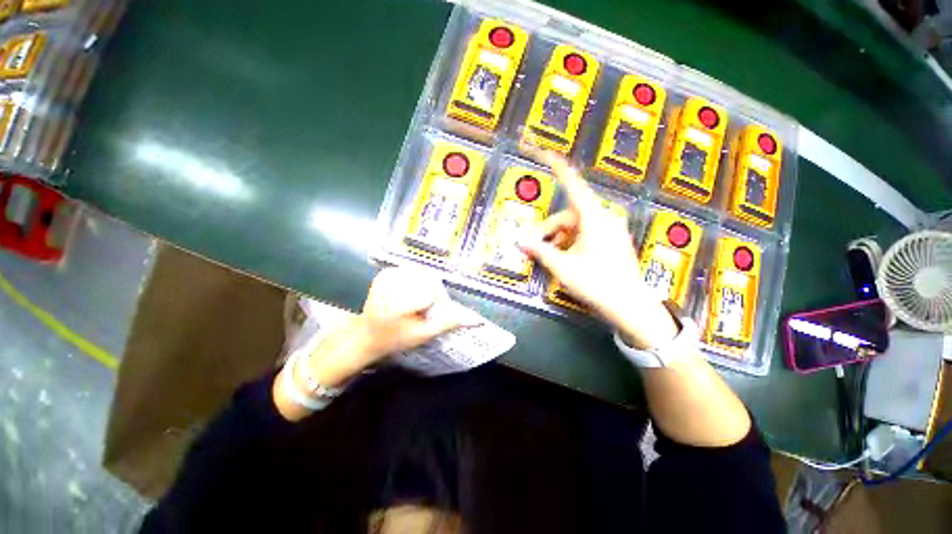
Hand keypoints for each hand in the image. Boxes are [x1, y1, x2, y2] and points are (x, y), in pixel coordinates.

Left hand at [274, 268, 477, 420]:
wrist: (362, 336)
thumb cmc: (392, 339)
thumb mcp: (423, 334)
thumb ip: (448, 322)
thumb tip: (476, 319)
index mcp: (402, 298)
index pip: (435, 290)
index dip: (439, 301)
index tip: (433, 313)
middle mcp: (394, 281)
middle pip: (429, 279)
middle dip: (433, 293)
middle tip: (424, 308)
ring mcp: (388, 274)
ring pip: (422, 274)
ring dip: (424, 287)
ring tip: (415, 303)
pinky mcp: (386, 272)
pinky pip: (411, 272)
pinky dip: (415, 282)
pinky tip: (408, 294)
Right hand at [517, 152, 678, 348]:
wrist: (630, 306)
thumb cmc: (597, 284)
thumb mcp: (562, 266)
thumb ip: (539, 251)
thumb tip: (519, 241)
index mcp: (593, 218)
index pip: (571, 183)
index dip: (555, 166)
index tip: (541, 150)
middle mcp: (603, 218)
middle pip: (566, 215)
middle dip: (548, 230)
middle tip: (533, 248)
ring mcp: (608, 230)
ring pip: (574, 226)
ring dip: (558, 239)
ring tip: (550, 258)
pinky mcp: (610, 241)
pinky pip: (584, 234)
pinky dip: (570, 242)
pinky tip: (565, 258)